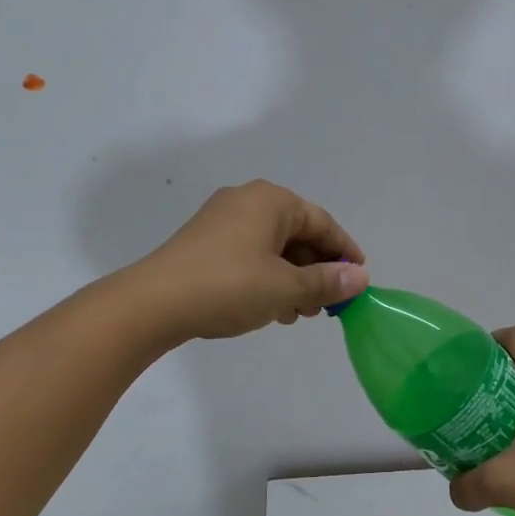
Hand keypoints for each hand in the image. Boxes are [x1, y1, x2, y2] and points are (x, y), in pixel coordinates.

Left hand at [131, 180, 367, 342]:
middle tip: (327, 305)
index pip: (323, 223)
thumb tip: (360, 277)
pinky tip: (271, 308)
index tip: (359, 280)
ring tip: (299, 314)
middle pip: (298, 234)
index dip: (345, 252)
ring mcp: (222, 220)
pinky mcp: (205, 242)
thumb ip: (327, 282)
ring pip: (273, 248)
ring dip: (293, 279)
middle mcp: (248, 201)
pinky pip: (250, 255)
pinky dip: (268, 278)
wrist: (154, 303)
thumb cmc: (229, 286)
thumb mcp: (286, 288)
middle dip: (316, 271)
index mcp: (272, 201)